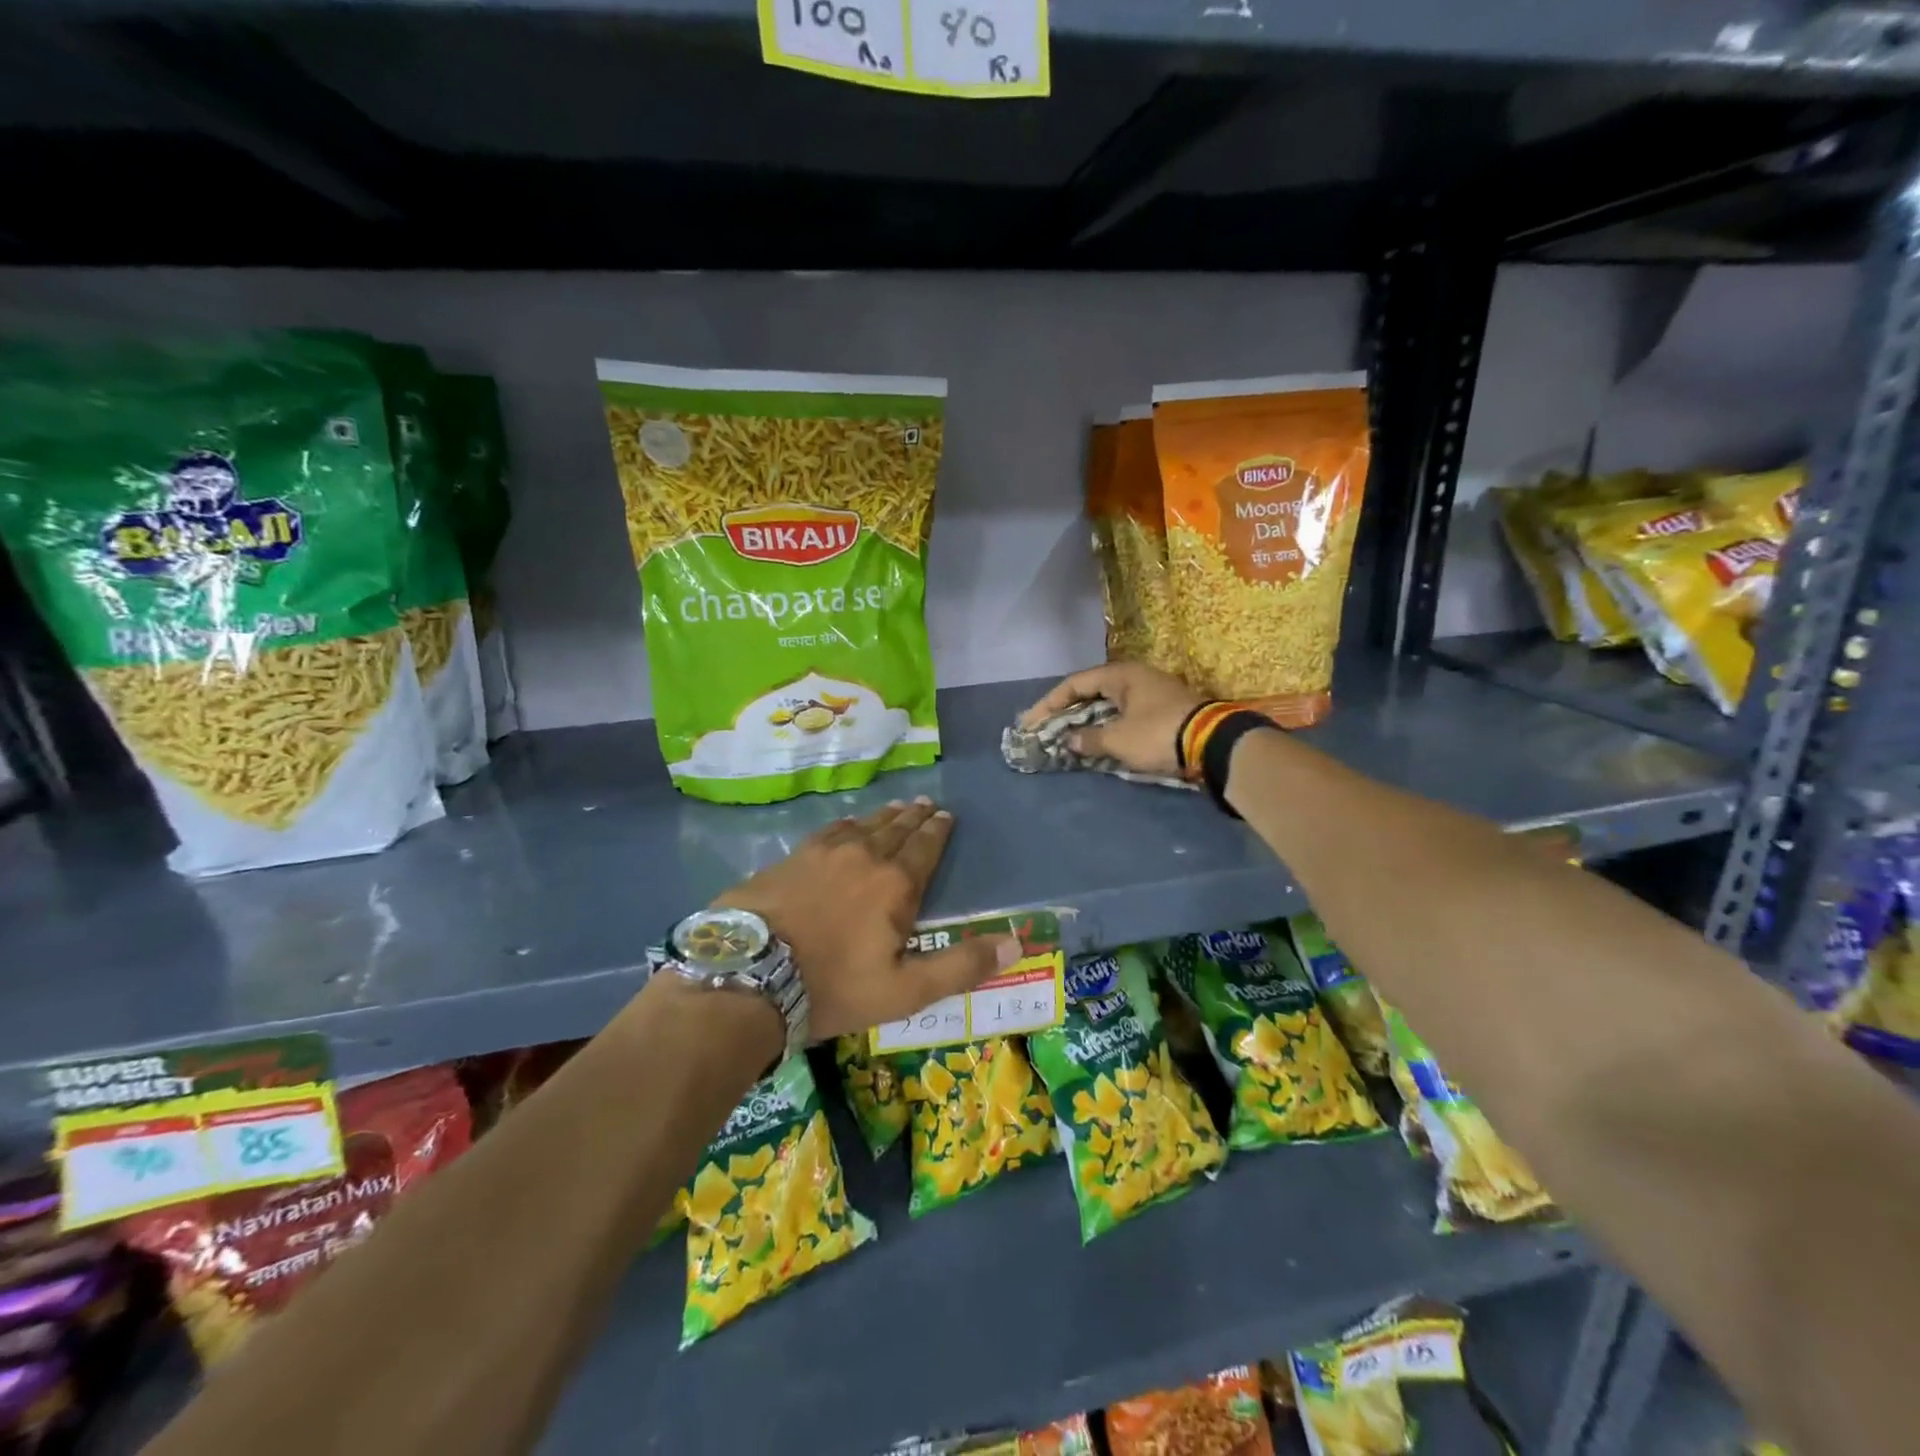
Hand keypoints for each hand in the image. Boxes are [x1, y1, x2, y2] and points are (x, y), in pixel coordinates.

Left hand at [713, 799, 1018, 1041]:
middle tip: (927, 804)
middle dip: (915, 817)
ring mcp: (822, 853)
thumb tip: (1016, 944)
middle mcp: (863, 856)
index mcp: (895, 884)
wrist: (748, 976)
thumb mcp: (905, 990)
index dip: (939, 831)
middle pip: (896, 829)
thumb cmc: (833, 987)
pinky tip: (846, 825)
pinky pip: (829, 831)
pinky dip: (846, 825)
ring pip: (862, 825)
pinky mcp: (790, 858)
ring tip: (897, 807)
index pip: (925, 847)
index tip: (947, 815)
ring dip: (884, 816)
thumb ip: (961, 966)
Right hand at [1021, 661, 1203, 778]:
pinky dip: (1106, 727)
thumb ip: (1089, 739)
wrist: (1214, 744)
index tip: (1031, 722)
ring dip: (1087, 721)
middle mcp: (1135, 677)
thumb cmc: (1158, 734)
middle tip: (1045, 730)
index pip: (1074, 683)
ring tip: (1066, 738)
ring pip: (1108, 705)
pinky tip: (1097, 742)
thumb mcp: (1118, 739)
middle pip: (1091, 692)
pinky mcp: (1163, 712)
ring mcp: (1152, 693)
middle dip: (1066, 712)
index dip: (1049, 703)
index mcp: (1121, 674)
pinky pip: (1124, 716)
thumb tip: (1070, 741)